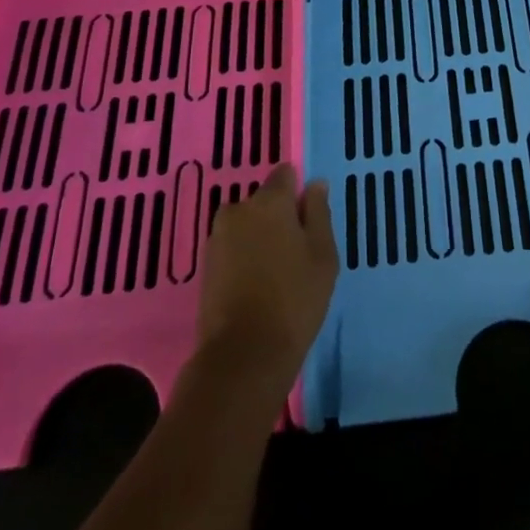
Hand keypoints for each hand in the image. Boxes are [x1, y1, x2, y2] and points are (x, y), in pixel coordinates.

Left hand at [195, 164, 336, 395]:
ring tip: (277, 274)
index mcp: (270, 200)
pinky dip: (245, 258)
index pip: (285, 175)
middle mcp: (238, 209)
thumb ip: (319, 213)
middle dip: (278, 218)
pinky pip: (233, 248)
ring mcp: (217, 238)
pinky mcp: (206, 266)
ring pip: (247, 226)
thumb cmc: (295, 298)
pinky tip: (258, 286)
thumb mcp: (323, 254)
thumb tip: (314, 184)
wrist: (243, 354)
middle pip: (264, 201)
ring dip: (260, 238)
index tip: (309, 221)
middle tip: (297, 253)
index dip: (298, 194)